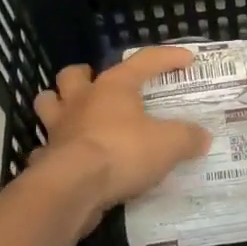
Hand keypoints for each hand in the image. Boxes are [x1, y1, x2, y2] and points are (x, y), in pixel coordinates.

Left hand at [32, 47, 210, 218]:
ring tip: (75, 114)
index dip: (167, 57)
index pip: (143, 61)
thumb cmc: (123, 153)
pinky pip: (44, 149)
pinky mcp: (46, 158)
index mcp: (113, 88)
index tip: (188, 59)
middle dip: (84, 75)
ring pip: (48, 103)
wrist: (74, 187)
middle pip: (73, 75)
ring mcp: (58, 129)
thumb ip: (187, 137)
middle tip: (99, 85)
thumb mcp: (169, 144)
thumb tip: (202, 136)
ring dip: (58, 105)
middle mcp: (81, 101)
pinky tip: (65, 158)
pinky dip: (52, 150)